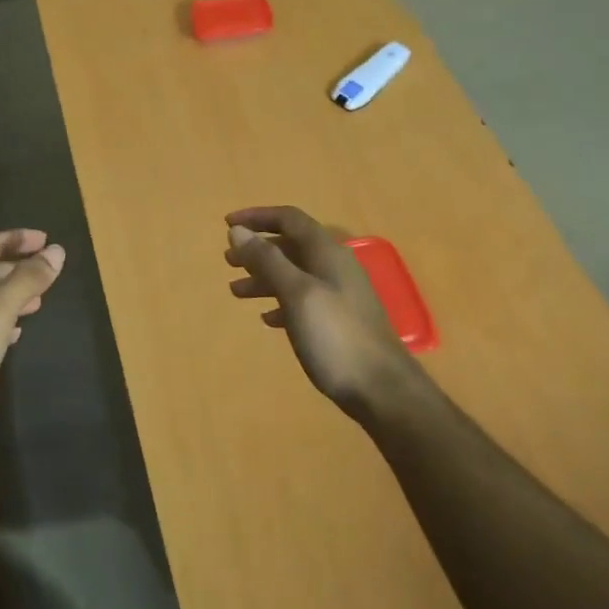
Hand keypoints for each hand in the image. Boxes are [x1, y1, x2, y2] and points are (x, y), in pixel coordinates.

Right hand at [225, 206, 424, 419]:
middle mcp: (335, 267)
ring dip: (264, 277)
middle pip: (291, 246)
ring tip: (236, 291)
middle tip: (228, 261)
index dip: (257, 217)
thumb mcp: (297, 294)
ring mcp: (340, 295)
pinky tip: (267, 318)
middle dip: (257, 249)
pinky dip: (281, 301)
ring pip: (295, 274)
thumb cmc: (336, 337)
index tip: (226, 224)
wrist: (382, 390)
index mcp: (327, 253)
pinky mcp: (339, 321)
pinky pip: (304, 300)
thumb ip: (268, 260)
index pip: (289, 219)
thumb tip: (238, 230)